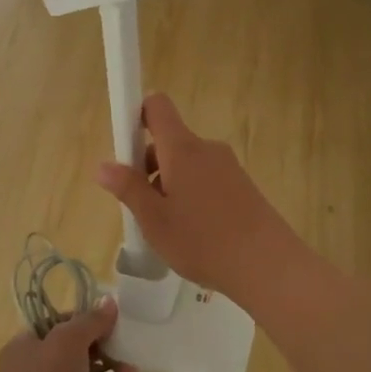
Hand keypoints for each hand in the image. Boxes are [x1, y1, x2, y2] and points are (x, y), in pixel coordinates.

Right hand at [94, 93, 307, 308]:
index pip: (157, 106)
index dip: (138, 115)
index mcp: (182, 148)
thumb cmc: (202, 240)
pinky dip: (193, 195)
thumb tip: (103, 165)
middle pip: (169, 141)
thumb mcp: (154, 220)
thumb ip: (128, 189)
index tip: (126, 146)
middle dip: (149, 166)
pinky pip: (207, 178)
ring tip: (169, 228)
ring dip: (171, 184)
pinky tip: (196, 232)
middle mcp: (206, 148)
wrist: (267, 264)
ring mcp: (228, 166)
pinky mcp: (243, 185)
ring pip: (188, 163)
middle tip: (143, 207)